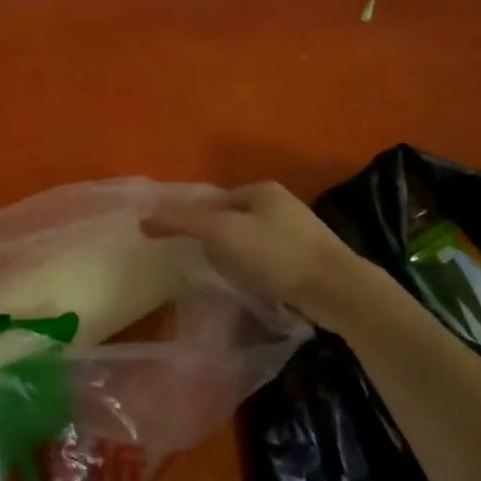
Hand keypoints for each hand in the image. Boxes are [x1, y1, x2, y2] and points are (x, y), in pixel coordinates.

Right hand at [145, 181, 367, 318]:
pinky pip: (266, 256)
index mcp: (261, 189)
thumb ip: (185, 221)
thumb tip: (144, 218)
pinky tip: (250, 283)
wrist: (336, 290)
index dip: (193, 218)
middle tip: (199, 260)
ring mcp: (296, 230)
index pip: (212, 199)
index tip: (179, 242)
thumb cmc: (277, 255)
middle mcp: (280, 203)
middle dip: (213, 237)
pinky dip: (252, 267)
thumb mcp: (224, 233)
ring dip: (232, 254)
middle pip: (230, 218)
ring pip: (248, 238)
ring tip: (222, 275)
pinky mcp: (306, 256)